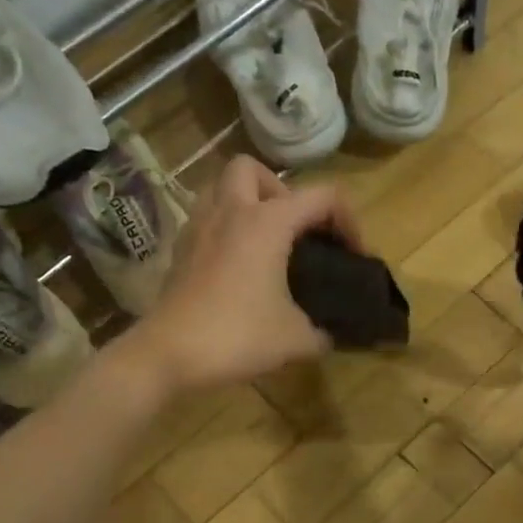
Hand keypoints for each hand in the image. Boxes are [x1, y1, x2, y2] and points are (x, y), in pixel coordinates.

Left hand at [129, 156, 361, 393]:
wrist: (169, 353)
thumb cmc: (238, 336)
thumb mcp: (296, 339)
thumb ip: (322, 332)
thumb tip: (329, 335)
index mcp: (268, 223)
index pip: (322, 197)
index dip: (348, 220)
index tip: (353, 254)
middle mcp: (231, 212)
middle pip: (253, 169)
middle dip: (279, 190)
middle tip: (292, 229)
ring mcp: (199, 227)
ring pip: (220, 187)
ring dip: (245, 202)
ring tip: (263, 241)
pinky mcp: (180, 249)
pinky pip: (205, 219)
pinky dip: (224, 229)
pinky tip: (235, 264)